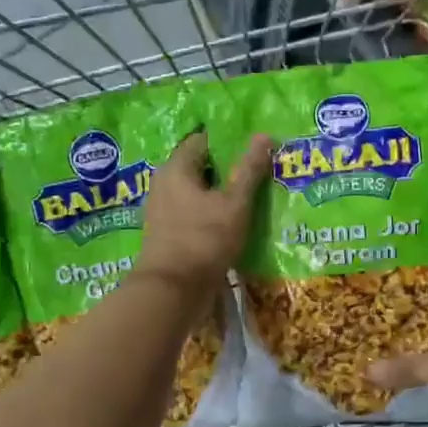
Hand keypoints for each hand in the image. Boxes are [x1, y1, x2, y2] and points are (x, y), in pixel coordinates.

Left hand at [134, 131, 272, 300]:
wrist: (173, 291)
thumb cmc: (204, 240)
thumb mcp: (234, 204)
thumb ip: (249, 170)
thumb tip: (264, 135)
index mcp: (176, 169)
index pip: (202, 140)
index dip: (228, 141)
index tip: (253, 148)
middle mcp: (164, 185)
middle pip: (199, 167)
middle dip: (226, 169)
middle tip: (257, 172)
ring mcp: (163, 211)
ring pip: (196, 193)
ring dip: (220, 195)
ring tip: (250, 199)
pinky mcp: (168, 234)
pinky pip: (192, 214)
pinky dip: (211, 214)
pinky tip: (232, 223)